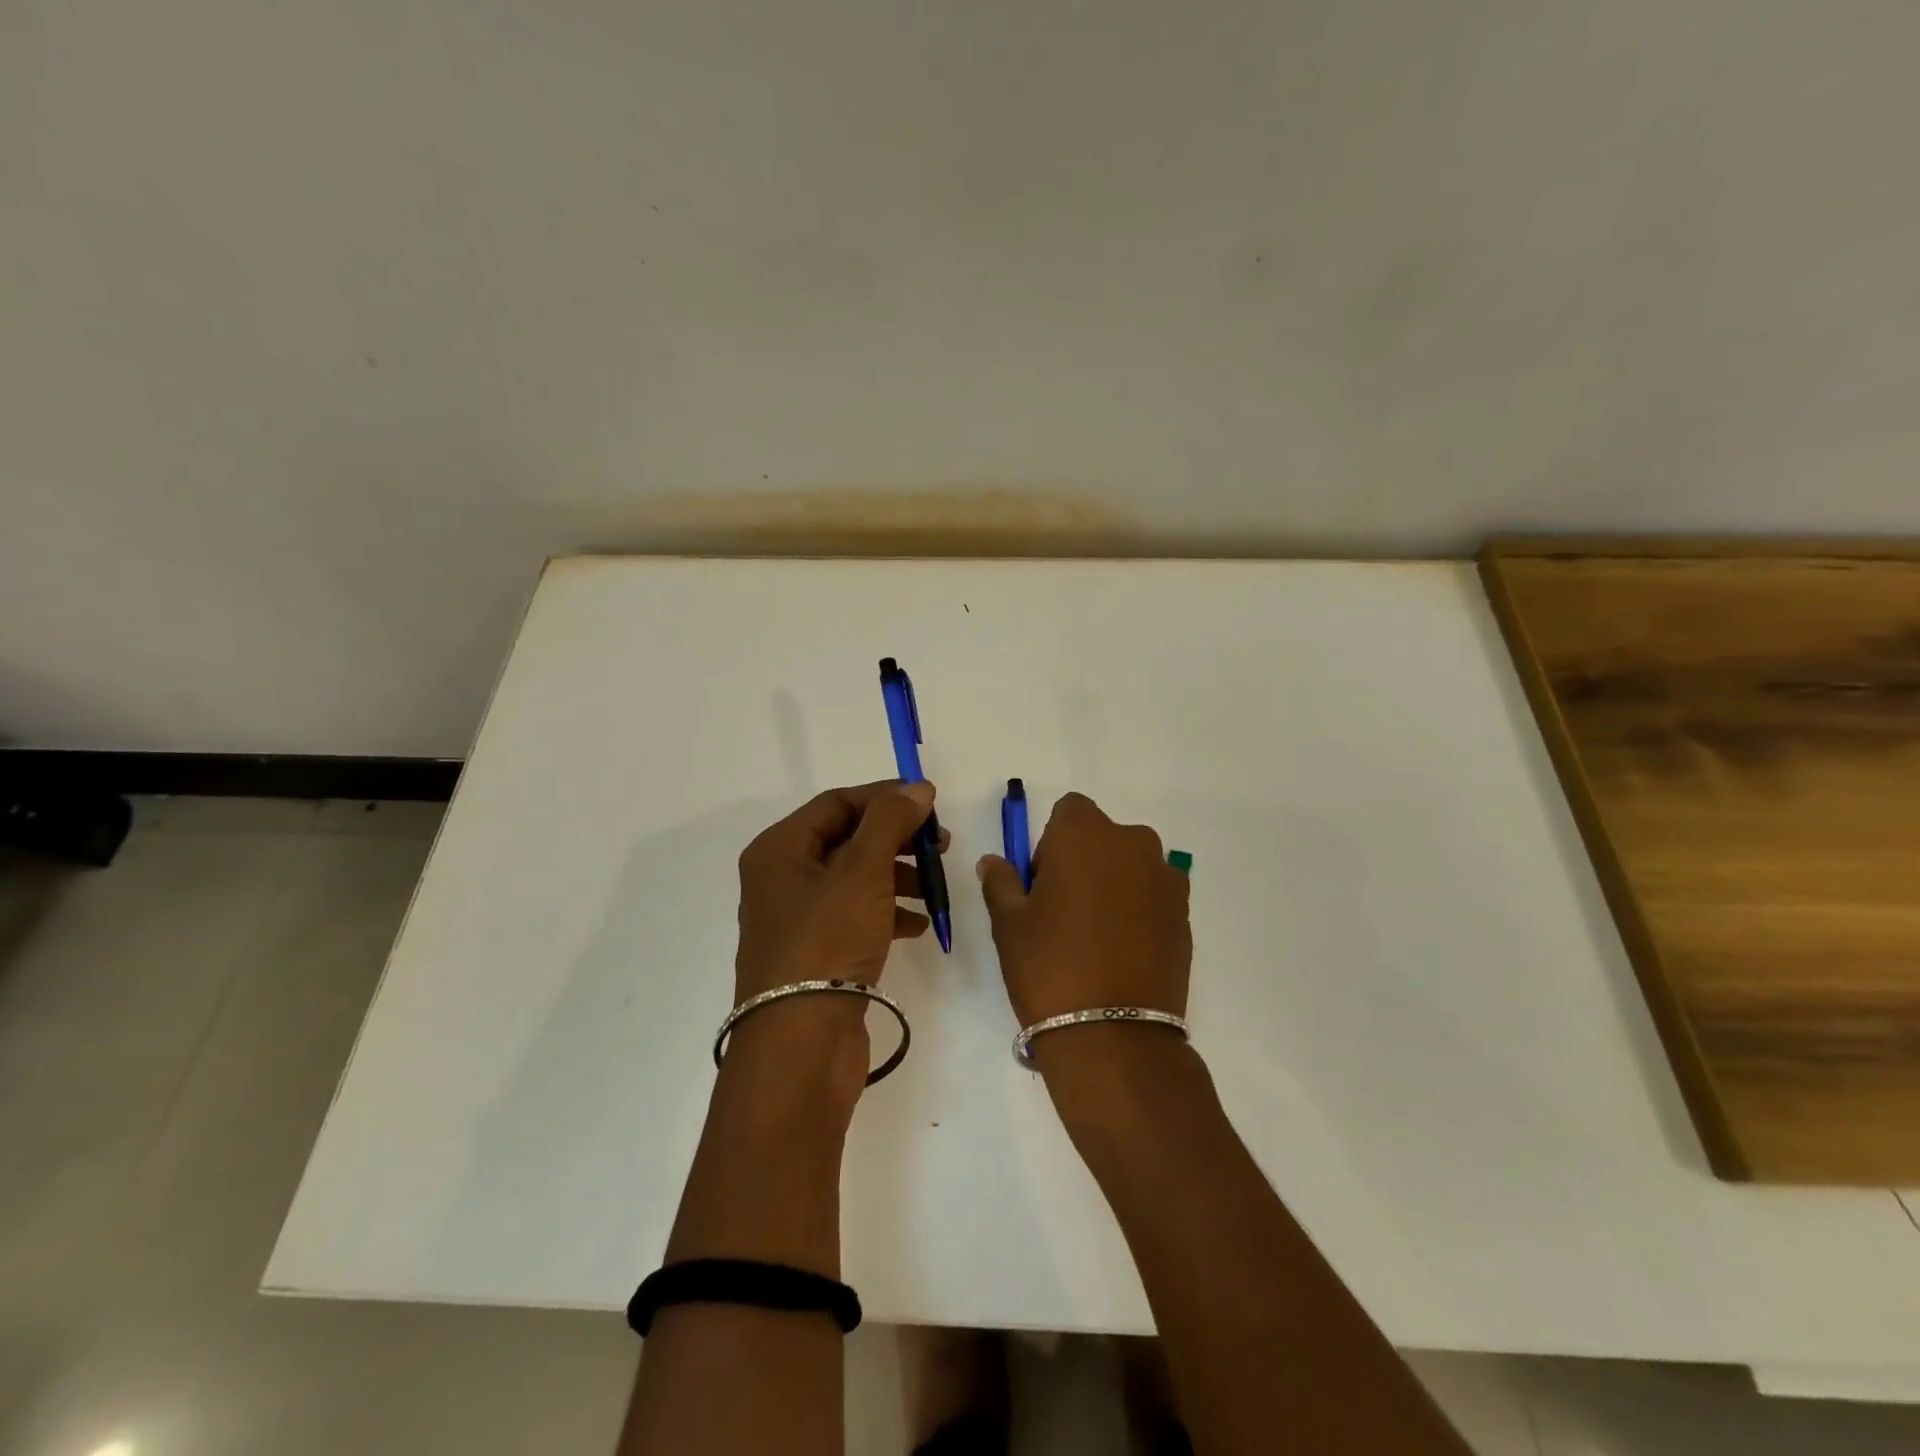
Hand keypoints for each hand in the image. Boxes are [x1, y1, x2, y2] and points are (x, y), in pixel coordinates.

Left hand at [728, 780, 943, 1094]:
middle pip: (847, 840)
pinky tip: (919, 924)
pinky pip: (855, 916)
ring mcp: (798, 919)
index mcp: (779, 850)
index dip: (885, 798)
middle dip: (896, 839)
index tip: (931, 804)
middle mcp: (782, 879)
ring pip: (855, 879)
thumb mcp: (862, 872)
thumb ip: (890, 822)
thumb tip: (918, 788)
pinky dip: (888, 912)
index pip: (837, 803)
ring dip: (898, 876)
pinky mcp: (816, 953)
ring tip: (936, 888)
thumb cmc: (826, 942)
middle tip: (941, 846)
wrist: (800, 1046)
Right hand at [976, 792, 1190, 1029]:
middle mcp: (1132, 843)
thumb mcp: (1009, 923)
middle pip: (1103, 836)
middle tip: (1065, 912)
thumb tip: (993, 862)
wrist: (1114, 1035)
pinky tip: (1123, 952)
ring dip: (1115, 883)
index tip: (1043, 884)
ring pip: (1131, 865)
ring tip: (1098, 935)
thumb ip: (1001, 882)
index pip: (1069, 811)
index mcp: (1085, 834)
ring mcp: (1166, 879)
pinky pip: (1155, 896)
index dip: (1052, 843)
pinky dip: (1139, 910)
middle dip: (1084, 860)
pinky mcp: (1185, 914)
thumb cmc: (1049, 966)